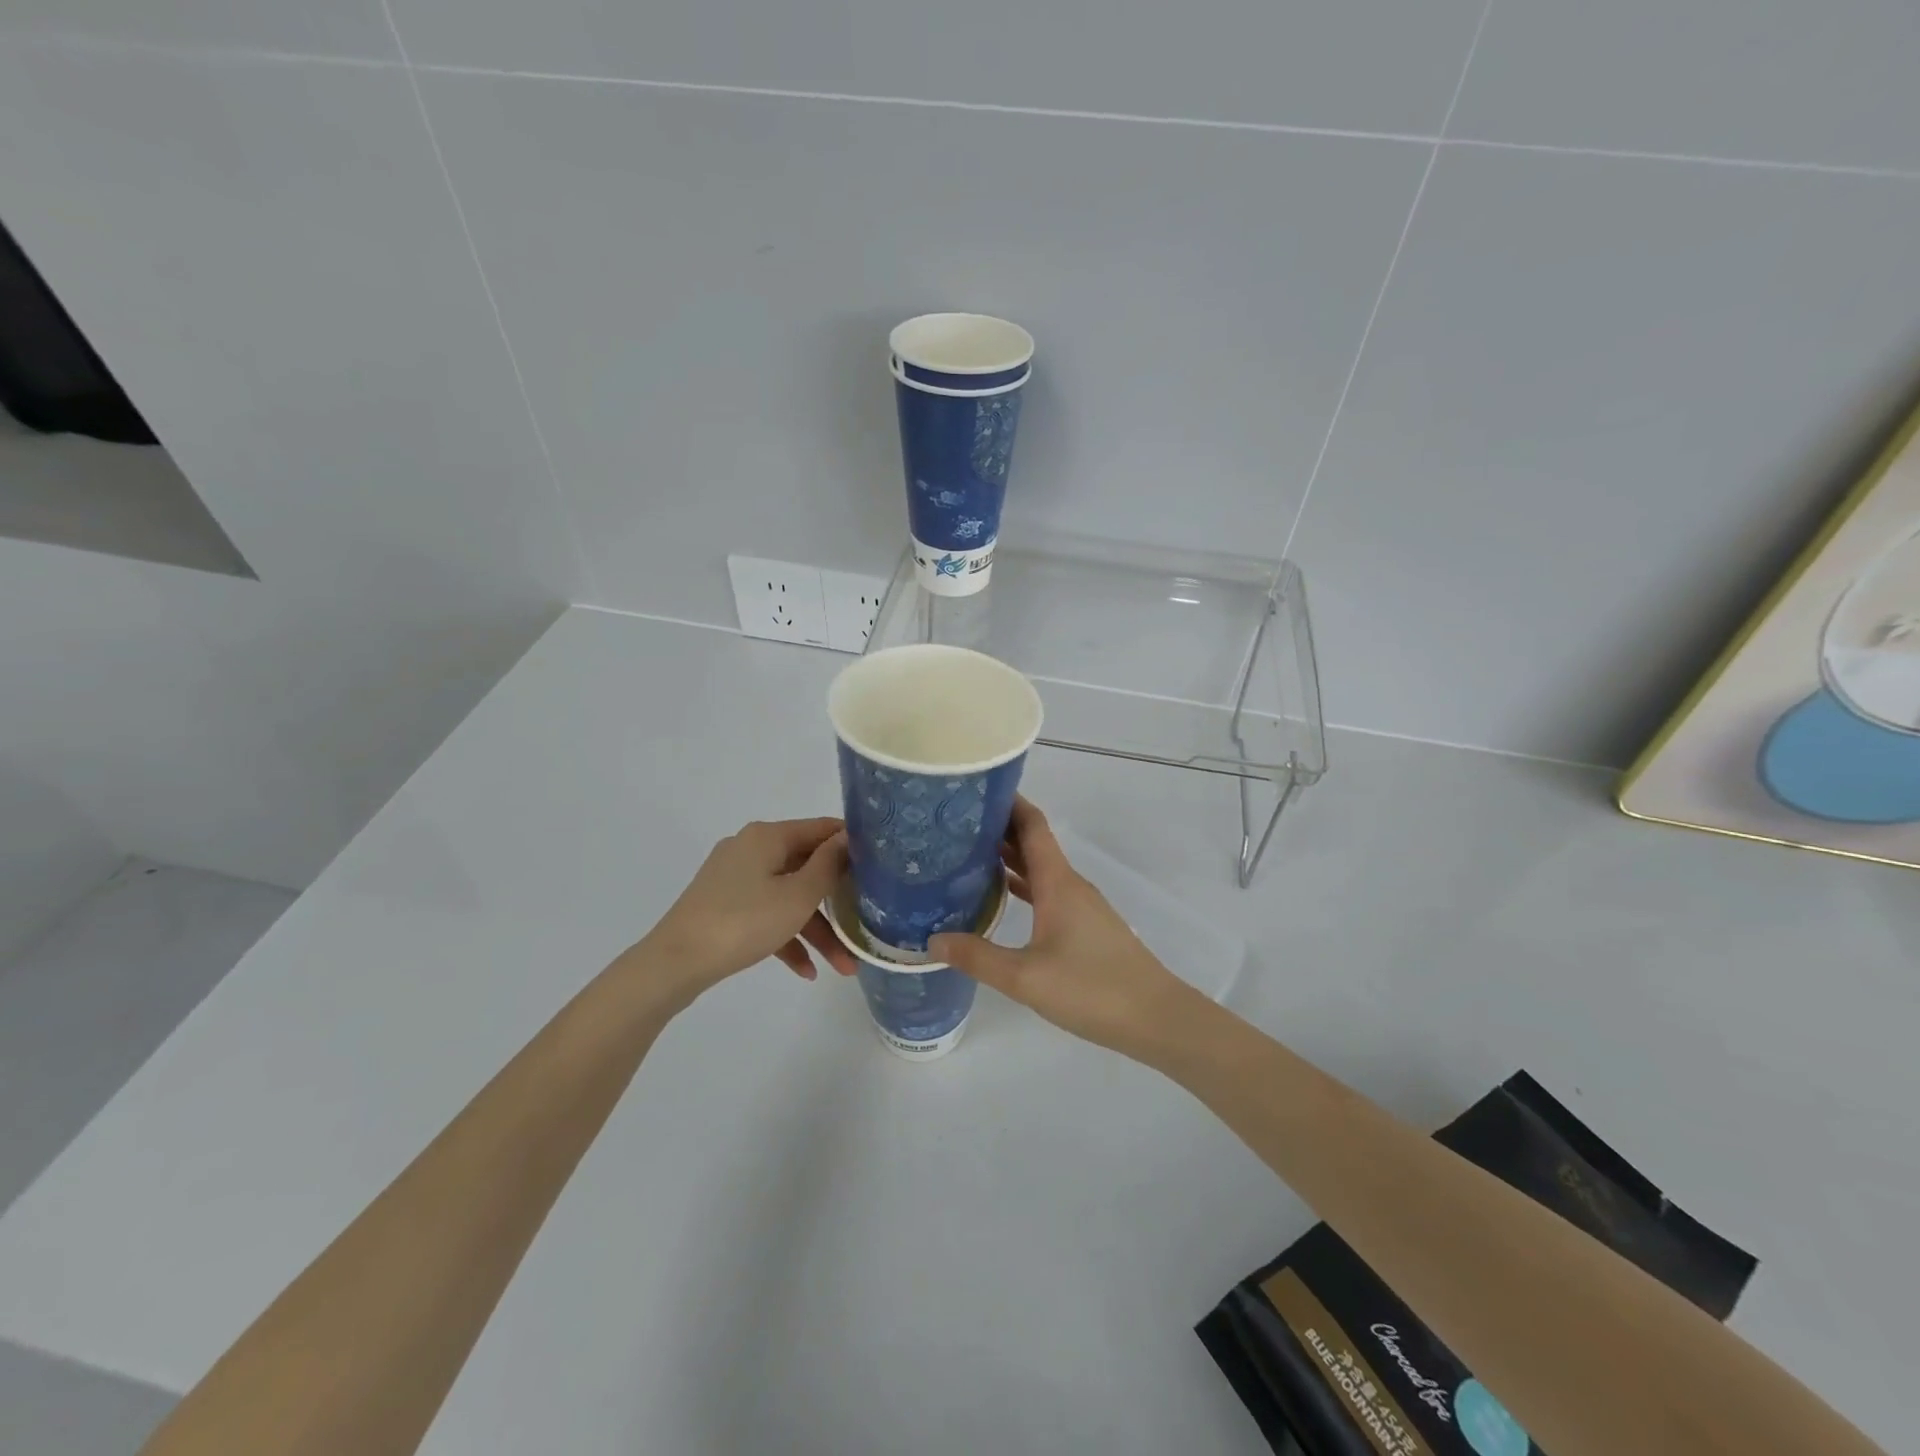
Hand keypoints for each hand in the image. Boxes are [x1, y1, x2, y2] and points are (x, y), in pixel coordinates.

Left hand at [641, 818, 857, 997]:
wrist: (674, 963)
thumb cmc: (744, 922)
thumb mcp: (798, 896)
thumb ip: (828, 865)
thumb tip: (847, 838)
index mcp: (768, 836)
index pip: (821, 829)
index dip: (852, 844)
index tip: (881, 866)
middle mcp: (751, 848)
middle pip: (807, 868)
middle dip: (838, 902)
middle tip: (866, 925)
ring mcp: (734, 878)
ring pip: (788, 897)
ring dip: (816, 929)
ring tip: (843, 967)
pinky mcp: (723, 905)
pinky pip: (765, 914)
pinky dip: (787, 937)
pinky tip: (806, 971)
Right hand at [929, 799, 1199, 1057]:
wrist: (1156, 1018)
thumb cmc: (1092, 988)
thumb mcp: (1025, 977)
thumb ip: (978, 957)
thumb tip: (932, 940)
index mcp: (1057, 882)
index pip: (1032, 825)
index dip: (1007, 803)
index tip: (973, 790)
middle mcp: (1070, 885)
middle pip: (1033, 843)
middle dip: (997, 829)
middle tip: (954, 825)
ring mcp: (1081, 906)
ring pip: (1040, 869)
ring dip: (1009, 858)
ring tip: (967, 855)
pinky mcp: (1086, 927)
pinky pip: (1047, 892)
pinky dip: (1023, 886)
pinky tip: (1001, 898)